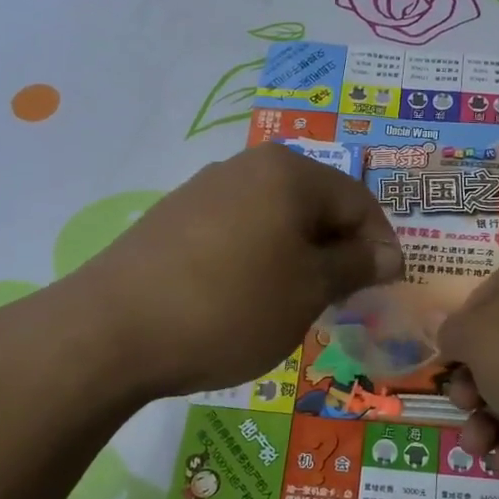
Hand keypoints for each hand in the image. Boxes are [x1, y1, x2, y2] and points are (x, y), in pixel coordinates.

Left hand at [74, 144, 401, 395]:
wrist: (111, 331)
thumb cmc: (230, 307)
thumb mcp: (308, 291)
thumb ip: (354, 266)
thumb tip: (387, 253)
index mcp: (289, 172)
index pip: (358, 201)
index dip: (379, 245)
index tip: (384, 288)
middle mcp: (247, 166)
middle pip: (315, 204)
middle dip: (336, 250)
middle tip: (341, 299)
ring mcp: (204, 189)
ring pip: (275, 218)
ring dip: (298, 256)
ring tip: (294, 303)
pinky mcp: (174, 218)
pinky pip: (238, 231)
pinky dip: (258, 259)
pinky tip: (245, 298)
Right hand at [436, 262, 498, 488]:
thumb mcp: (476, 337)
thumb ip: (450, 333)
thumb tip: (445, 330)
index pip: (474, 307)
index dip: (455, 340)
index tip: (445, 367)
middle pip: (489, 359)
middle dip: (469, 392)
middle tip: (467, 407)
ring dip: (486, 427)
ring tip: (480, 447)